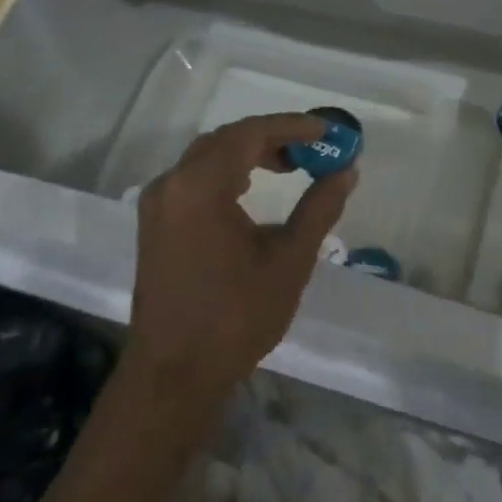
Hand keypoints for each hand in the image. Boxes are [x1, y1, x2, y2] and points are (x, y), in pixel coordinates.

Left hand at [125, 113, 356, 412]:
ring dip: (248, 153)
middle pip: (226, 140)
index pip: (250, 133)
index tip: (326, 130)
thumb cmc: (235, 317)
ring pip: (207, 157)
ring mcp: (157, 204)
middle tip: (311, 148)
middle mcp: (172, 184)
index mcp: (200, 186)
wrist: (173, 376)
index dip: (291, 126)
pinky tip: (250, 191)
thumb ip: (319, 208)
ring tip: (289, 165)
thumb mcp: (289, 260)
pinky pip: (193, 179)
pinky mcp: (154, 225)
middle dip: (271, 137)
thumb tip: (346, 171)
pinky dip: (226, 172)